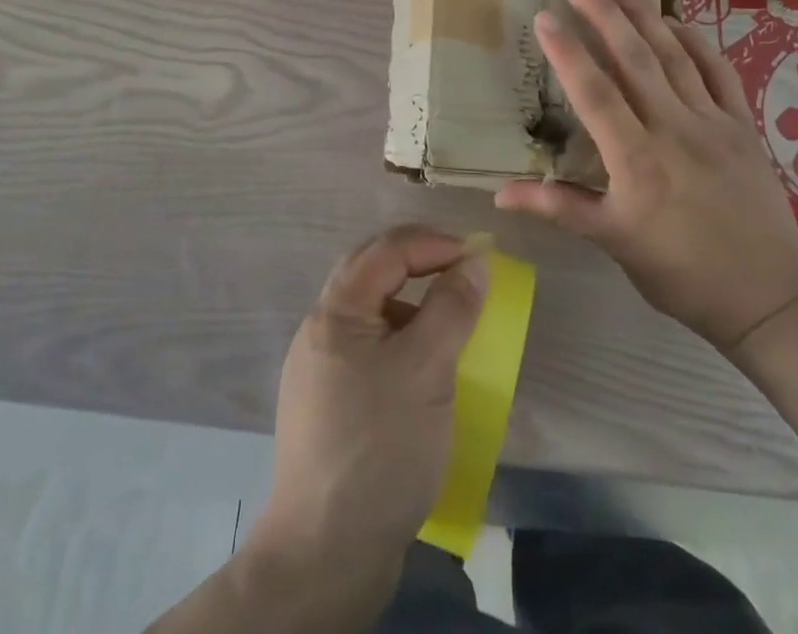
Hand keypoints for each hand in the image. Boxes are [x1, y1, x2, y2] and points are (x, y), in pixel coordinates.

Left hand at [250, 225, 488, 579]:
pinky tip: (423, 367)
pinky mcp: (329, 405)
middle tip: (462, 270)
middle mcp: (320, 330)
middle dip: (419, 261)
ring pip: (370, 312)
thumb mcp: (426, 370)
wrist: (325, 554)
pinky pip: (368, 349)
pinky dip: (401, 340)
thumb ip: (451, 308)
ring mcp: (320, 369)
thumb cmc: (380, 447)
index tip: (477, 257)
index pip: (387, 250)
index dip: (433, 243)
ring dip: (410, 302)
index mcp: (336, 311)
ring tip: (448, 318)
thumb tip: (474, 261)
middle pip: (372, 272)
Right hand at [496, 0, 797, 353]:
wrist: (768, 298)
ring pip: (674, 55)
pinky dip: (696, 41)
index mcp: (636, 161)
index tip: (544, 16)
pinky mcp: (743, 126)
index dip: (567, 52)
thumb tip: (498, 194)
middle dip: (603, 13)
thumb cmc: (681, 273)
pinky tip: (675, 20)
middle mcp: (673, 129)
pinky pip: (718, 72)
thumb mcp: (614, 243)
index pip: (594, 93)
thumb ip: (559, 208)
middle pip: (634, 59)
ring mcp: (713, 122)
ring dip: (643, 14)